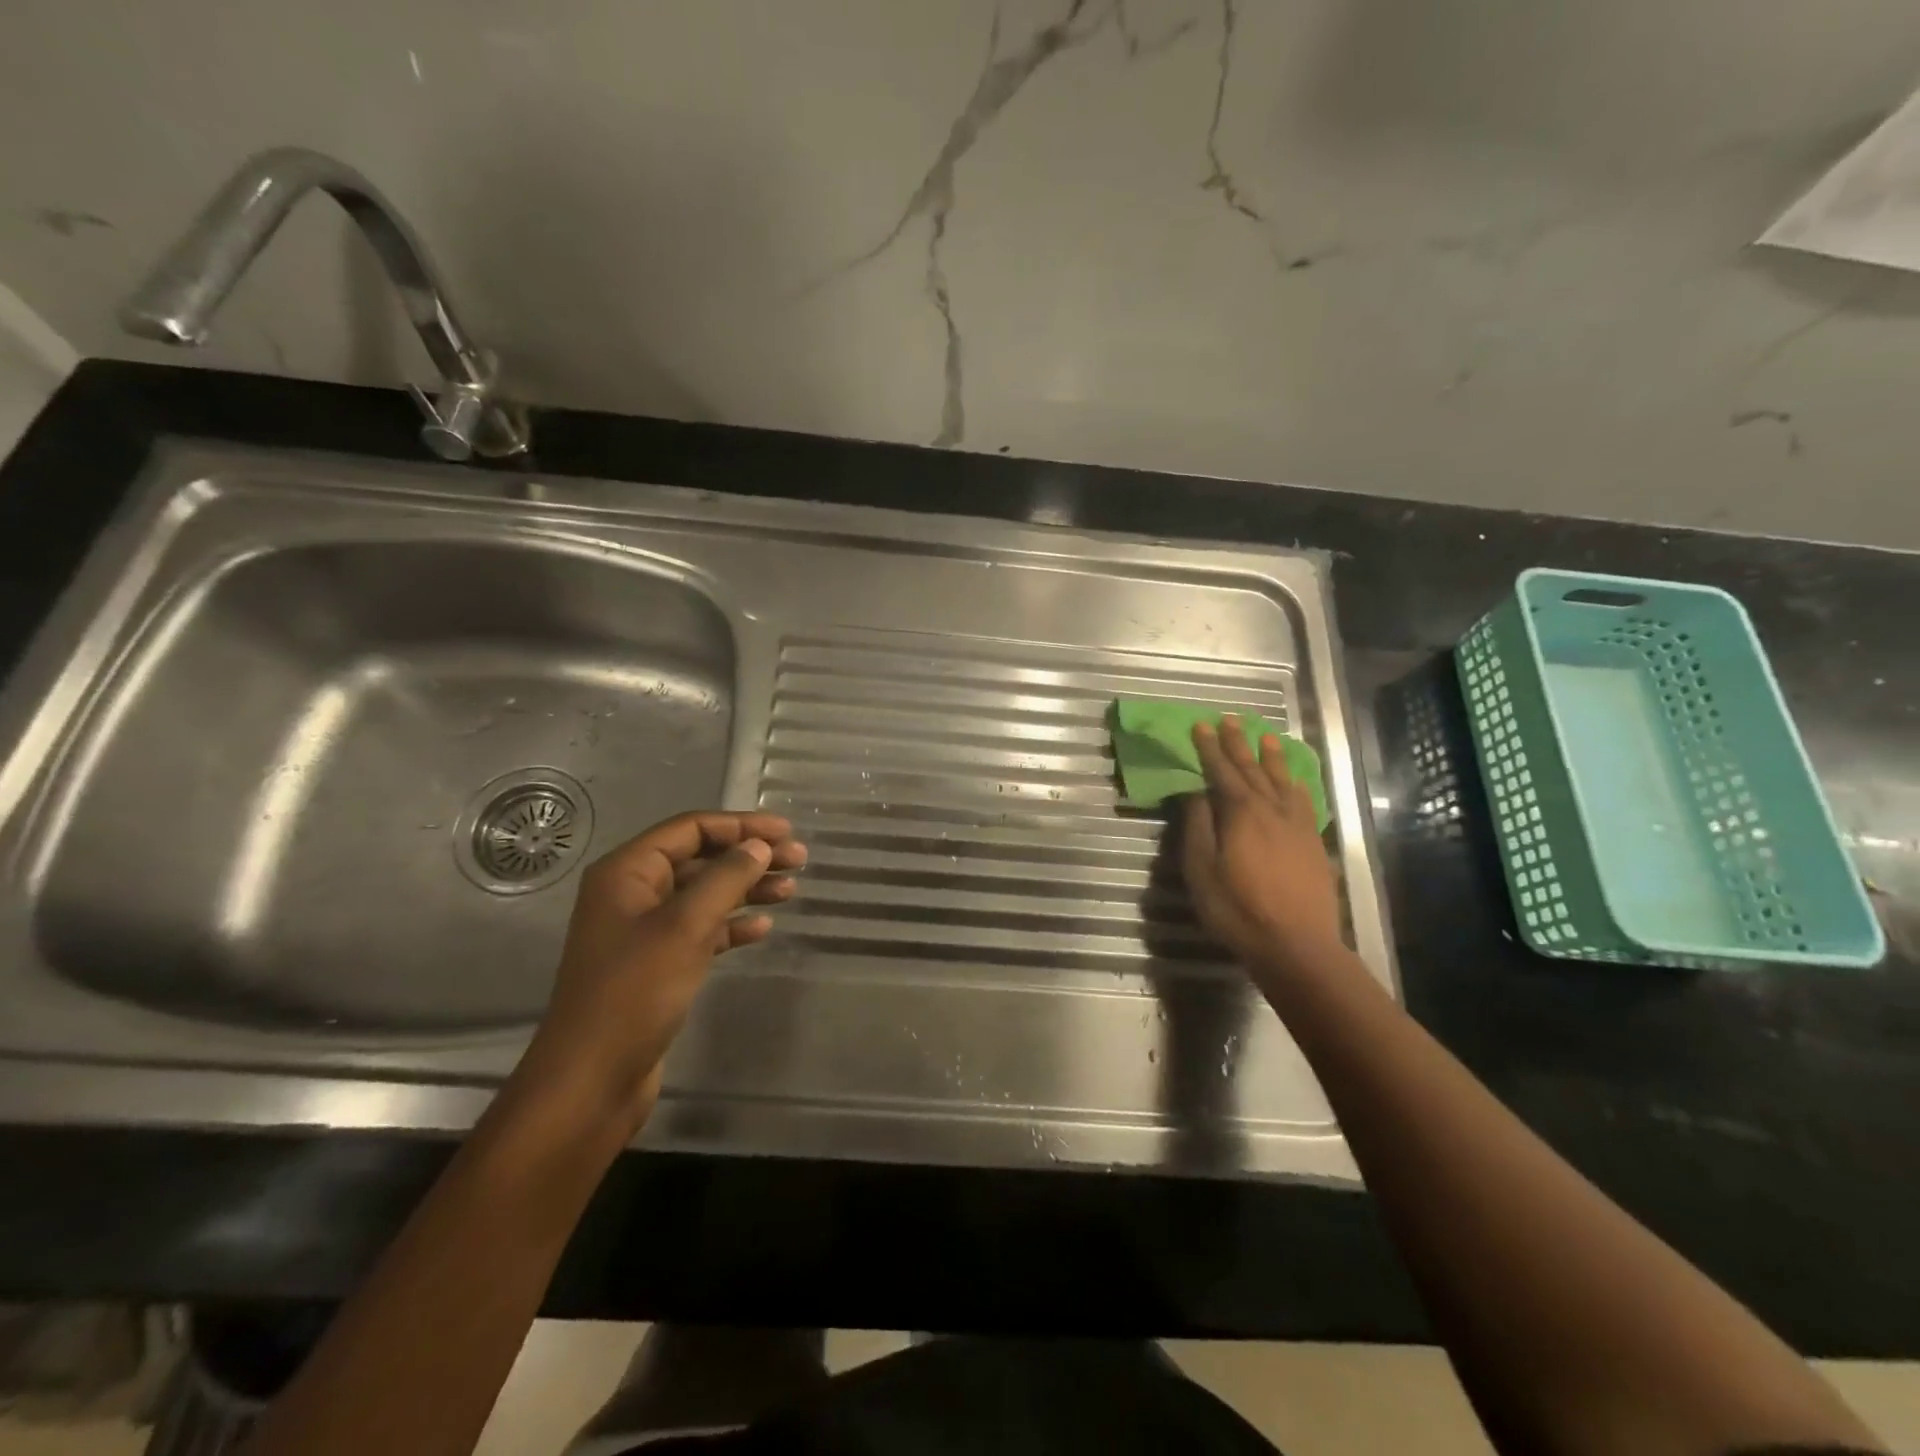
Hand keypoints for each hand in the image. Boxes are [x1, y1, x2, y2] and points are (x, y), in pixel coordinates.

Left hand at [515, 811, 806, 1131]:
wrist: (592, 1081)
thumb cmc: (634, 993)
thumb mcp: (685, 927)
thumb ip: (725, 879)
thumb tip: (758, 846)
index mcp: (627, 872)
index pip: (691, 829)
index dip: (741, 825)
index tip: (786, 832)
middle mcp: (633, 893)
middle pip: (700, 858)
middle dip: (748, 856)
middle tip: (799, 859)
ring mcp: (644, 931)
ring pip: (704, 894)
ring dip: (746, 888)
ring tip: (790, 890)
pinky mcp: (657, 964)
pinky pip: (701, 930)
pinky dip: (732, 924)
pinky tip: (762, 929)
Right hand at [1183, 717, 1344, 978]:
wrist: (1296, 945)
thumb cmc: (1237, 909)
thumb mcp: (1201, 870)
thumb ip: (1198, 826)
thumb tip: (1196, 793)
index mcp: (1240, 813)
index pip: (1221, 771)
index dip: (1209, 747)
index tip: (1200, 725)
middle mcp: (1270, 809)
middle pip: (1251, 769)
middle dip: (1237, 743)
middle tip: (1229, 719)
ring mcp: (1296, 825)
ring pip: (1282, 780)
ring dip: (1271, 757)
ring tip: (1265, 736)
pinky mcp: (1313, 842)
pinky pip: (1304, 801)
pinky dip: (1297, 785)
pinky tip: (1295, 780)